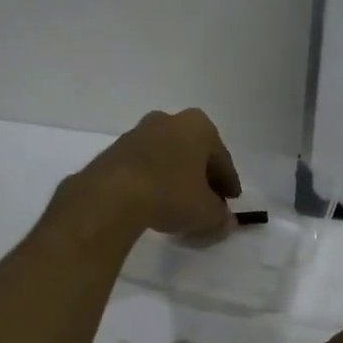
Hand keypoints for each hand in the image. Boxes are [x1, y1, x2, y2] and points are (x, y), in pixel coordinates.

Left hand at [66, 108, 240, 238]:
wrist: (112, 195)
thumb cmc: (170, 194)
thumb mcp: (205, 213)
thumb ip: (220, 217)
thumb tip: (226, 221)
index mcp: (198, 127)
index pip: (221, 158)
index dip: (228, 183)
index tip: (230, 201)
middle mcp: (169, 120)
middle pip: (193, 152)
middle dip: (201, 176)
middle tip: (206, 201)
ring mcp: (139, 132)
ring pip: (167, 156)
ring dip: (175, 176)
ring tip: (177, 204)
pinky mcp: (115, 149)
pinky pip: (144, 165)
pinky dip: (152, 180)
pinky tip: (152, 202)